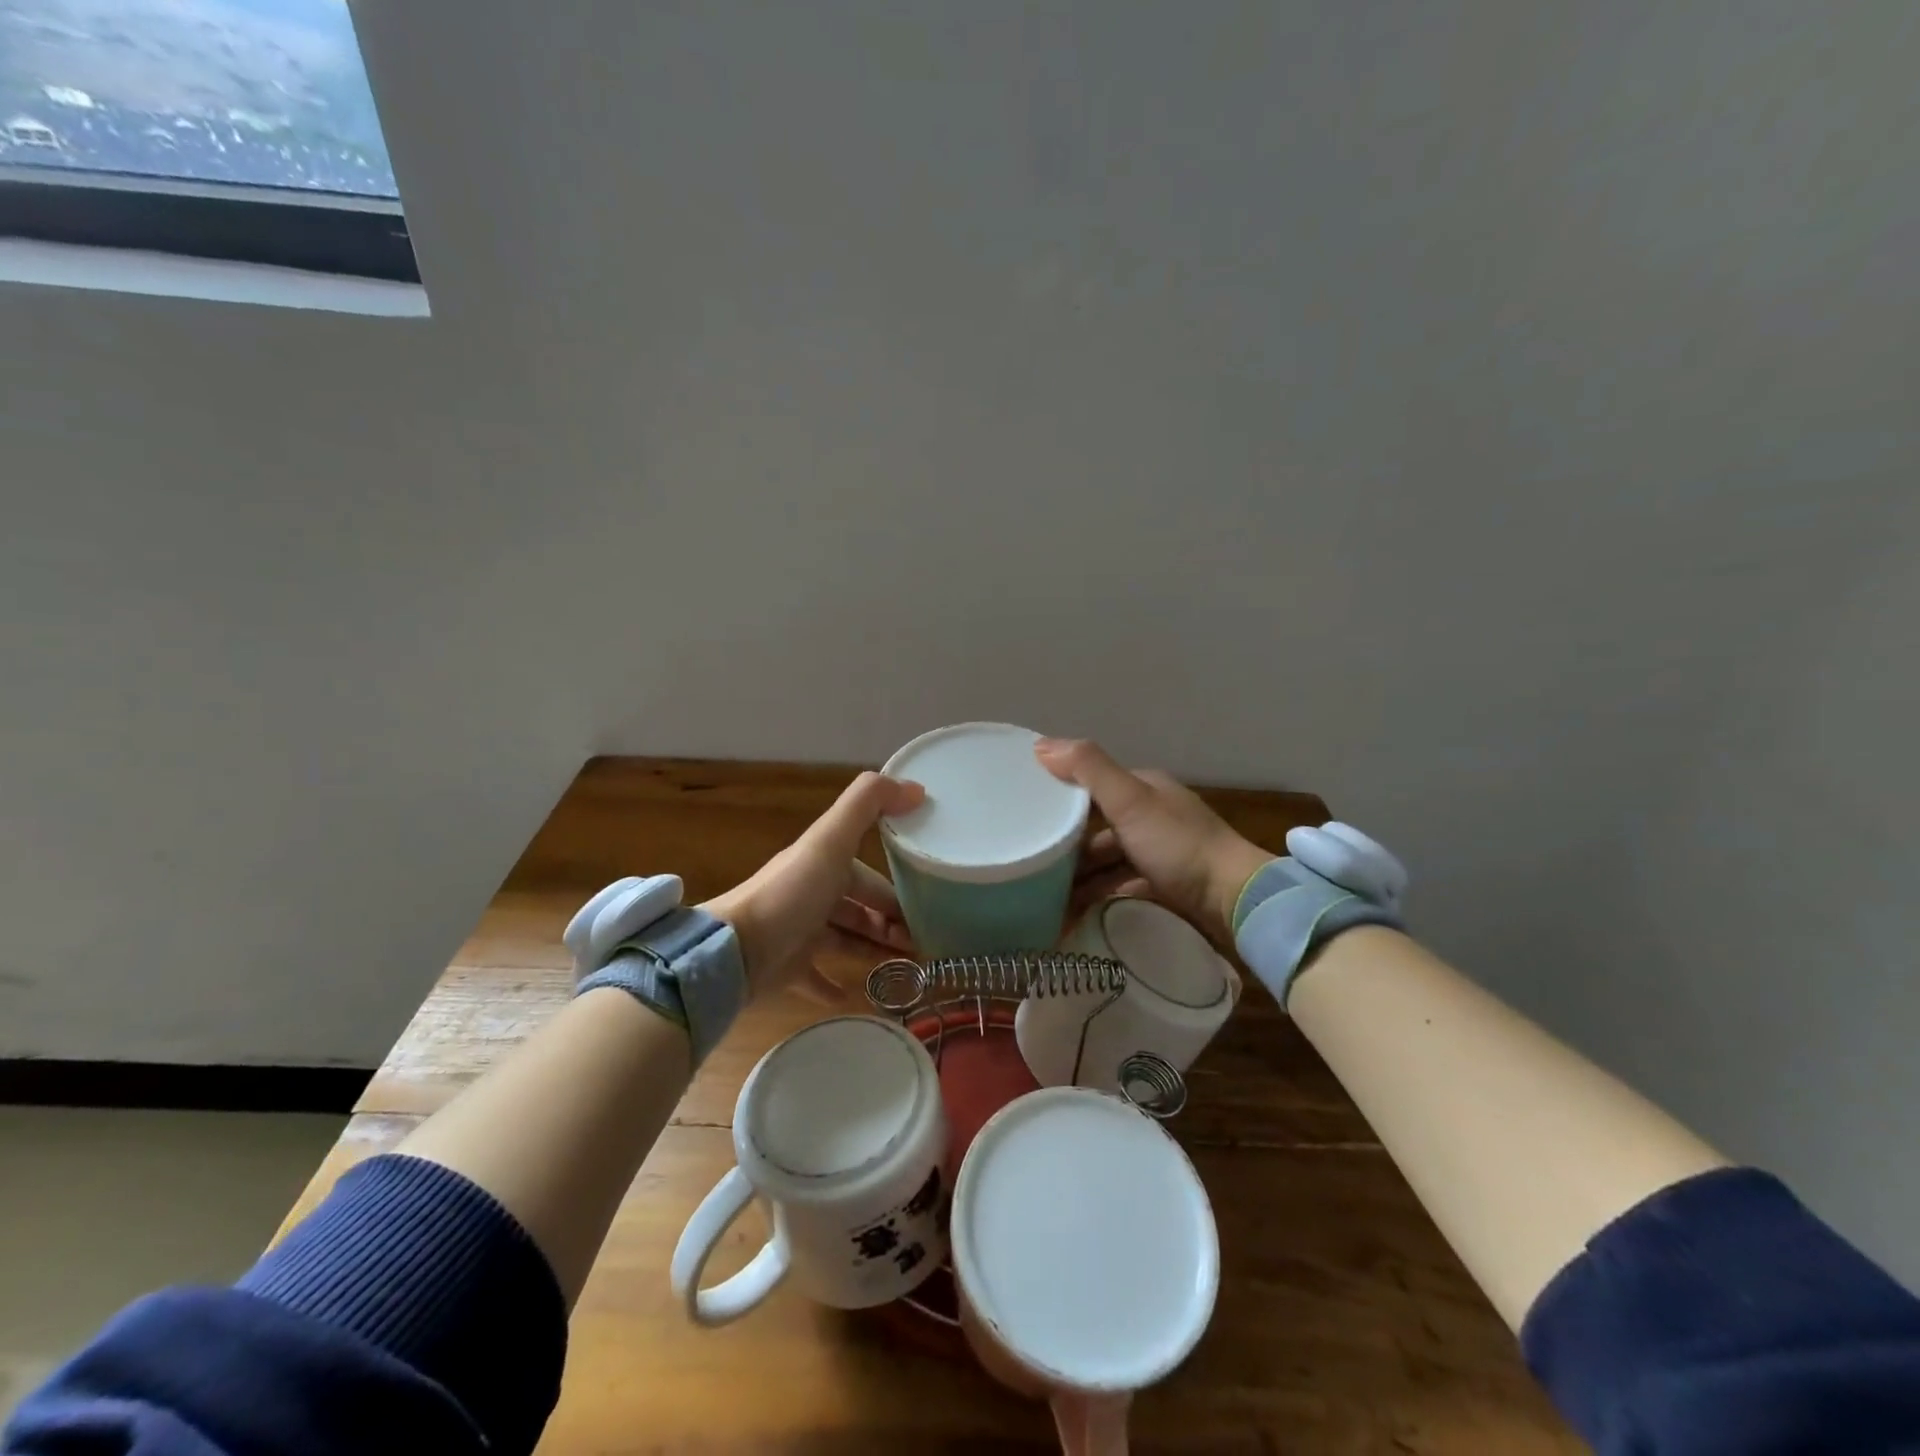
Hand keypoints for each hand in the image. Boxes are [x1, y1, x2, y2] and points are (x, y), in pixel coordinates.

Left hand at [701, 772, 924, 1000]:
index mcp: (823, 864)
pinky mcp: (786, 968)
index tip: (929, 907)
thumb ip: (868, 804)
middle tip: (922, 944)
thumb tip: (915, 787)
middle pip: (859, 907)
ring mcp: (798, 932)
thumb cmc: (791, 894)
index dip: (897, 890)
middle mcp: (811, 895)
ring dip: (873, 949)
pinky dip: (832, 985)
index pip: (869, 875)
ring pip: (844, 938)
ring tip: (906, 968)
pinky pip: (814, 977)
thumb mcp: (831, 840)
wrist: (735, 950)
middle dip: (890, 922)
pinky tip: (852, 996)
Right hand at [1035, 738, 1272, 942]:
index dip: (1060, 800)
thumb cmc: (1178, 845)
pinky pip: (1122, 888)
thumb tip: (1040, 745)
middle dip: (1067, 850)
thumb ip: (1089, 769)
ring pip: (1109, 862)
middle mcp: (1153, 817)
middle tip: (1031, 870)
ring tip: (1047, 902)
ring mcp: (1161, 853)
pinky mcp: (1166, 886)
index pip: (1092, 788)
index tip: (1026, 818)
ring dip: (1081, 880)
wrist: (1235, 901)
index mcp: (1144, 789)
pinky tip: (1077, 915)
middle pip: (1098, 830)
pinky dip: (1100, 898)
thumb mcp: (1130, 801)